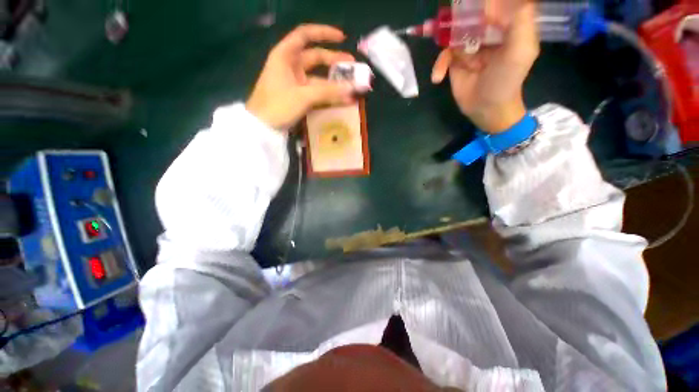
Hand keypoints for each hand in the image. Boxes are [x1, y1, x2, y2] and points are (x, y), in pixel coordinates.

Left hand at [246, 24, 356, 129]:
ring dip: (334, 83)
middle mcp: (290, 65)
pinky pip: (316, 92)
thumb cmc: (278, 105)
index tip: (342, 39)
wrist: (262, 127)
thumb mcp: (303, 96)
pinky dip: (327, 96)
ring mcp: (294, 82)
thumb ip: (328, 91)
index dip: (324, 33)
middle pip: (315, 57)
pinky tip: (340, 100)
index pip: (305, 35)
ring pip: (318, 78)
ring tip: (351, 88)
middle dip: (335, 61)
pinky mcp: (298, 97)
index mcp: (285, 55)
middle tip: (353, 67)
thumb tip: (352, 89)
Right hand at [431, 2, 539, 133]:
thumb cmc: (506, 80)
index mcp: (507, 24)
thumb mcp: (522, 49)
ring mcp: (469, 46)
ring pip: (453, 31)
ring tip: (428, 33)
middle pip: (471, 13)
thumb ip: (519, 19)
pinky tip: (438, 77)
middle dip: (456, 14)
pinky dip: (439, 65)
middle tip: (442, 16)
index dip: (481, 2)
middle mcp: (488, 31)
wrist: (487, 108)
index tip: (466, 5)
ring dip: (441, 34)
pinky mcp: (455, 61)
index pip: (494, 4)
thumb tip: (491, 4)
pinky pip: (443, 55)